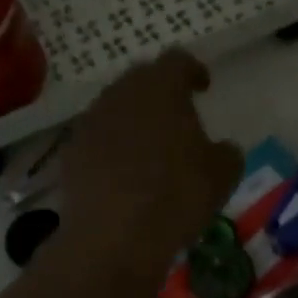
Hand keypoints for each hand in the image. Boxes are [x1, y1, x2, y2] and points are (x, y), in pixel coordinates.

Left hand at [61, 50, 243, 276]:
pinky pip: (98, 137)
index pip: (178, 60)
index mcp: (161, 88)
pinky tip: (124, 170)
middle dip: (160, 91)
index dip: (193, 70)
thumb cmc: (177, 195)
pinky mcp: (71, 152)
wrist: (114, 236)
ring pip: (116, 107)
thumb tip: (221, 148)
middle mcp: (121, 94)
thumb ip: (226, 152)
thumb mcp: (223, 174)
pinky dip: (113, 145)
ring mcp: (91, 122)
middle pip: (141, 78)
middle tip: (177, 113)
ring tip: (151, 144)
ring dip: (134, 118)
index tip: (203, 86)